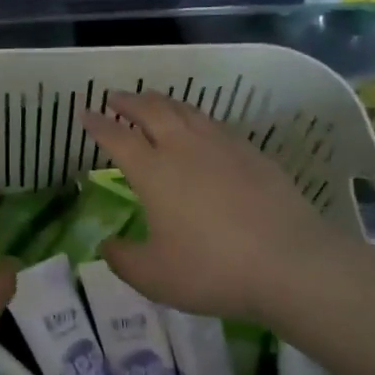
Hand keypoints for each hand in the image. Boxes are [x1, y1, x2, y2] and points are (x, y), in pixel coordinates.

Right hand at [80, 92, 337, 324]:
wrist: (289, 262)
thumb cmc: (211, 269)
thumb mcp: (154, 276)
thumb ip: (123, 259)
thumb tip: (107, 245)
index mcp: (153, 171)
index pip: (117, 138)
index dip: (98, 124)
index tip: (85, 113)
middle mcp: (183, 147)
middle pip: (151, 111)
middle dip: (129, 101)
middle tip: (115, 97)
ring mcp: (221, 145)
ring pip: (185, 110)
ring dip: (162, 102)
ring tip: (153, 102)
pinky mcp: (252, 153)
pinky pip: (214, 124)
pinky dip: (195, 118)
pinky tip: (199, 128)